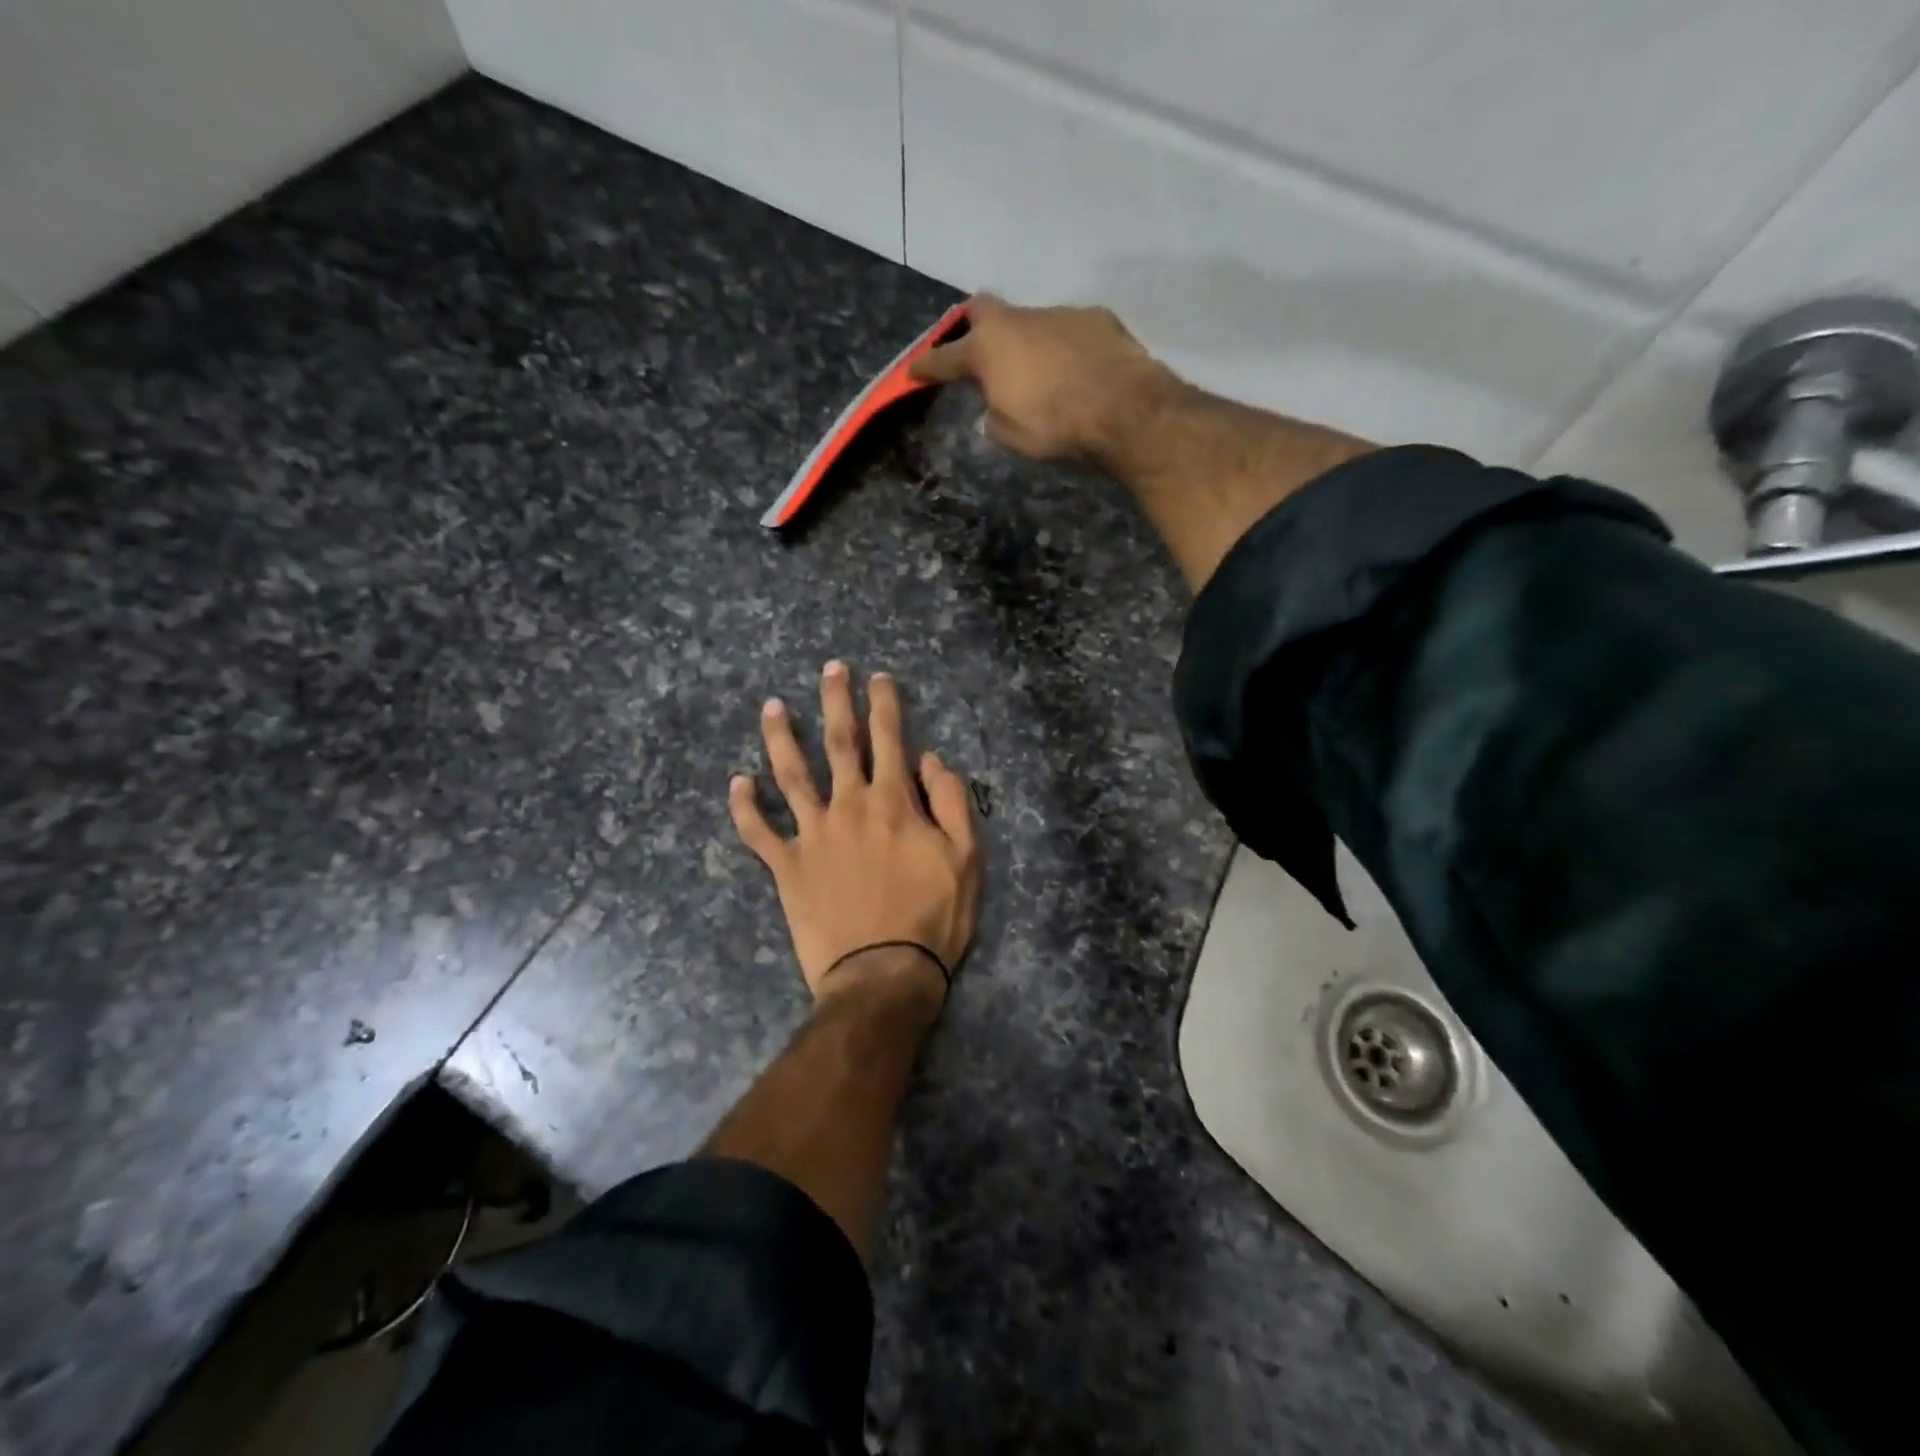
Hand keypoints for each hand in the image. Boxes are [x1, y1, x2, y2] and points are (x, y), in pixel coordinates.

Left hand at [729, 661, 981, 1005]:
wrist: (882, 975)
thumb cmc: (932, 918)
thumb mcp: (966, 858)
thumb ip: (951, 801)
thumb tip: (929, 758)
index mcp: (893, 801)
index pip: (889, 738)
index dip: (885, 703)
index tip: (879, 677)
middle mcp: (848, 806)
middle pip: (838, 742)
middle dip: (835, 701)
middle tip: (830, 669)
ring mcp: (812, 834)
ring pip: (790, 775)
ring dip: (781, 737)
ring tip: (773, 706)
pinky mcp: (787, 867)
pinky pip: (759, 832)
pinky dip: (745, 807)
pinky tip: (737, 782)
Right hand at [910, 293, 1178, 462]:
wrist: (1123, 409)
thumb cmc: (1054, 426)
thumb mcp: (1009, 435)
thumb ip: (994, 415)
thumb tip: (995, 408)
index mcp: (988, 349)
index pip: (945, 358)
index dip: (927, 367)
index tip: (913, 371)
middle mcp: (1019, 320)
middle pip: (983, 310)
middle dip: (973, 327)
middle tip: (976, 350)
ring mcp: (1059, 313)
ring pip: (1031, 322)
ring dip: (1028, 344)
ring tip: (1041, 375)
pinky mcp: (1096, 318)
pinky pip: (1069, 331)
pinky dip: (1065, 349)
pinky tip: (1077, 371)